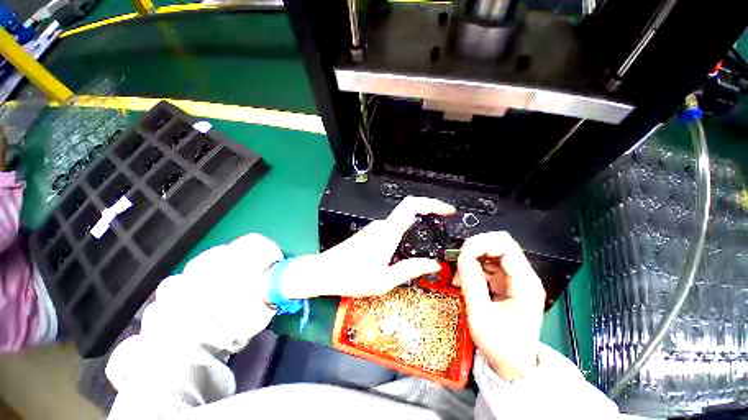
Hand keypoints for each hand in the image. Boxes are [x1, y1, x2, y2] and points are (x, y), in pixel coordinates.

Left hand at [280, 196, 454, 298]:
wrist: (323, 272)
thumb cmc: (351, 278)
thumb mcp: (383, 280)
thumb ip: (409, 269)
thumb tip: (433, 265)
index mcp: (387, 233)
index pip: (412, 206)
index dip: (432, 203)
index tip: (447, 210)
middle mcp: (381, 225)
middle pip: (408, 209)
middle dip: (429, 210)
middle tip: (444, 222)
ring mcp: (374, 228)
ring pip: (401, 219)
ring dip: (418, 221)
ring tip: (432, 234)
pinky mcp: (370, 233)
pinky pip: (393, 226)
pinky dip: (406, 228)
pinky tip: (410, 243)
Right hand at [455, 232, 544, 381]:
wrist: (513, 365)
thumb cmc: (501, 345)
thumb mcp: (482, 316)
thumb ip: (472, 283)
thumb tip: (462, 256)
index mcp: (525, 283)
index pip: (505, 246)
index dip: (481, 244)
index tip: (462, 255)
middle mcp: (522, 276)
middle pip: (499, 243)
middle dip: (476, 247)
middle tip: (459, 260)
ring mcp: (514, 278)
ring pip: (492, 251)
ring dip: (473, 257)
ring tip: (459, 274)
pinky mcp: (505, 282)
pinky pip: (487, 263)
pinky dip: (473, 266)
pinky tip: (464, 278)